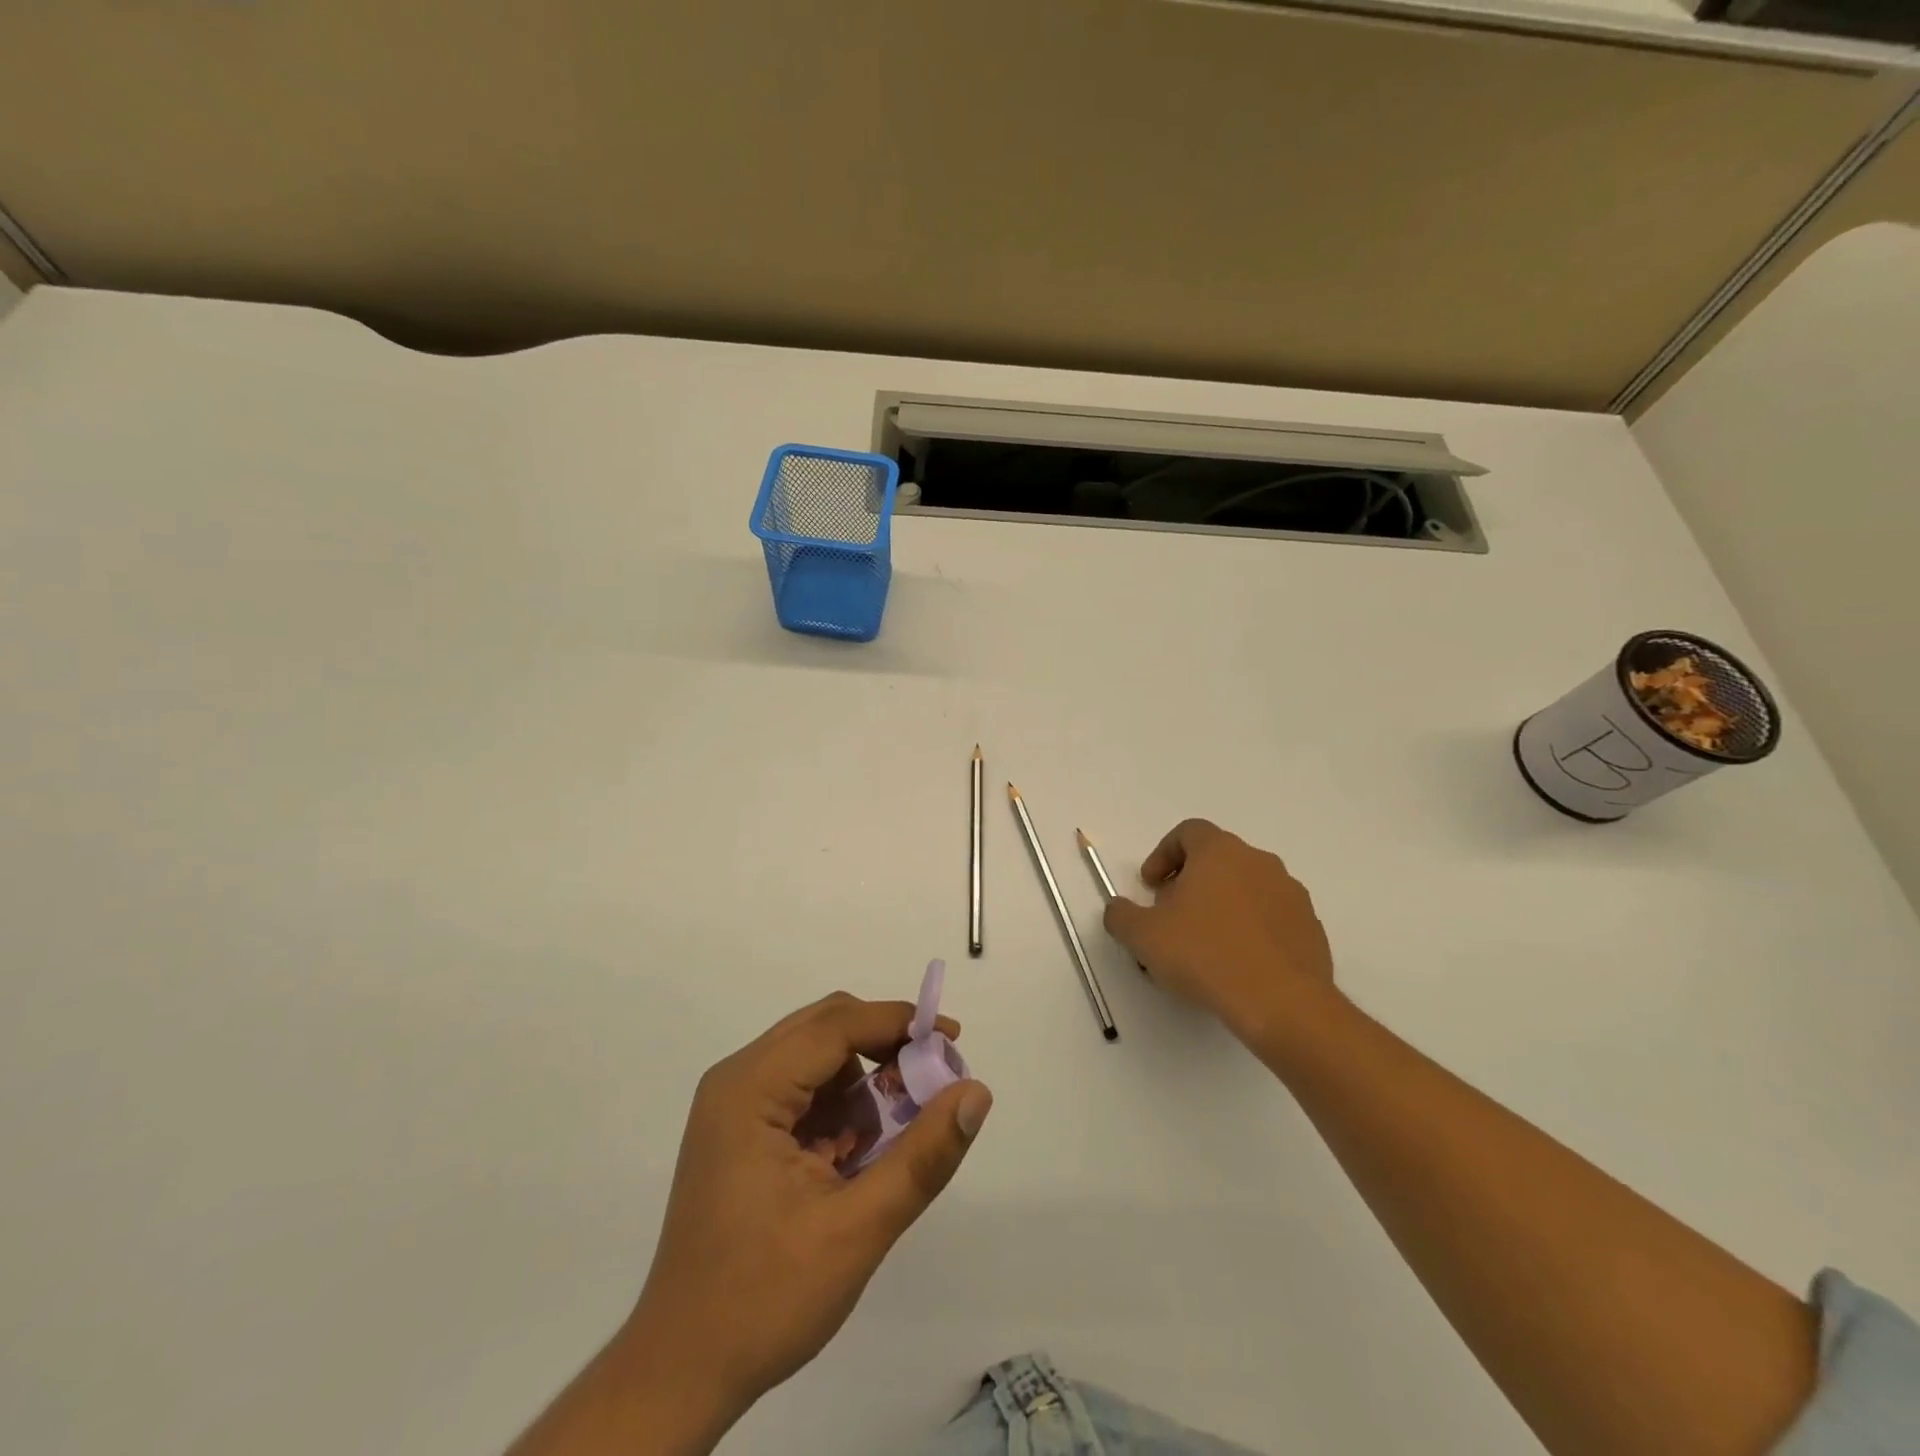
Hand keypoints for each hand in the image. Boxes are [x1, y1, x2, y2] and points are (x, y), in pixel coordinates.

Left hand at [616, 993, 992, 1446]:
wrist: (681, 1372)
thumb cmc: (765, 1299)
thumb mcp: (857, 1229)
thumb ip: (923, 1156)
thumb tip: (977, 1092)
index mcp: (750, 1089)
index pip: (836, 1026)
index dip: (898, 1023)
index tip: (952, 1041)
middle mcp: (737, 1080)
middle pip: (824, 1028)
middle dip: (884, 1045)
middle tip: (932, 1080)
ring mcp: (734, 1105)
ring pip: (816, 1056)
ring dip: (862, 1079)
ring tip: (893, 1132)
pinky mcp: (740, 1130)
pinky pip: (802, 1090)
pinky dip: (839, 1107)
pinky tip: (855, 1154)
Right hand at [1102, 819, 1335, 1046]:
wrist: (1282, 1003)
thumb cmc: (1205, 955)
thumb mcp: (1143, 936)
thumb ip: (1121, 915)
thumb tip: (1118, 909)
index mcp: (1220, 852)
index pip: (1188, 832)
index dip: (1163, 855)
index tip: (1150, 886)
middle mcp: (1259, 862)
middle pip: (1217, 859)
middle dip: (1190, 882)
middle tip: (1171, 916)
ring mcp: (1291, 894)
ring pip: (1246, 888)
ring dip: (1222, 906)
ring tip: (1204, 944)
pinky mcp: (1310, 928)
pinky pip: (1271, 918)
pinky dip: (1250, 930)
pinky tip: (1236, 964)